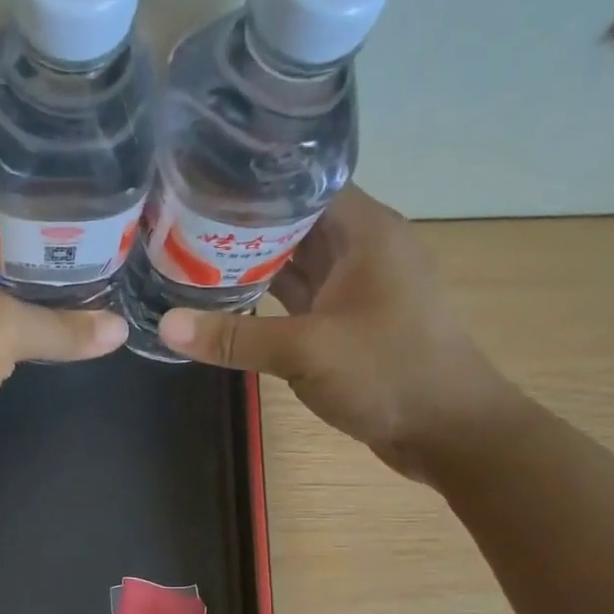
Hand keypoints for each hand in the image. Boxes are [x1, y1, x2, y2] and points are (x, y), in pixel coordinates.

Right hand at [157, 186, 520, 481]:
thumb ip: (234, 336)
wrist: (447, 430)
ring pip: (297, 262)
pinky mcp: (349, 322)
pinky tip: (227, 299)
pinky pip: (301, 297)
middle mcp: (363, 249)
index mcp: (366, 232)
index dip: (254, 182)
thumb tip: (166, 325)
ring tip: (192, 256)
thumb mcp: (306, 351)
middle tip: (181, 223)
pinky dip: (268, 297)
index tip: (200, 185)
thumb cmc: (388, 373)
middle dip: (243, 225)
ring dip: (253, 263)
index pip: (304, 184)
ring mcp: (357, 288)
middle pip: (295, 222)